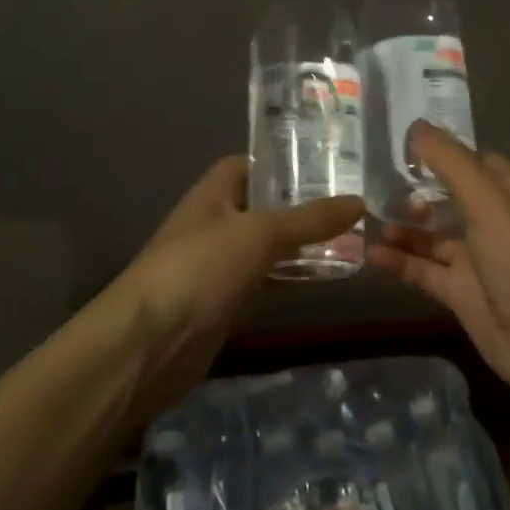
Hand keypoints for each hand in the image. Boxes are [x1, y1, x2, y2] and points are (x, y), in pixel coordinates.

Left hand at [112, 156, 362, 419]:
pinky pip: (266, 283)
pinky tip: (328, 279)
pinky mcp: (226, 305)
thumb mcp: (259, 234)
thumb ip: (309, 219)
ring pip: (268, 249)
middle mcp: (214, 226)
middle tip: (353, 205)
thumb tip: (359, 202)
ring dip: (302, 246)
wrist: (150, 345)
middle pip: (262, 208)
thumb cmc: (200, 270)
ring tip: (354, 239)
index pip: (246, 167)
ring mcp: (219, 268)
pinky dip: (292, 280)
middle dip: (302, 207)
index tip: (325, 166)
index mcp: (212, 195)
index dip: (280, 164)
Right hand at [366, 122, 509, 412]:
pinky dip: (399, 262)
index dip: (441, 150)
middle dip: (413, 190)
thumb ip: (451, 163)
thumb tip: (415, 126)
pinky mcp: (460, 293)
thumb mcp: (488, 203)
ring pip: (431, 236)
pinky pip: (423, 271)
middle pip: (447, 198)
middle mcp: (492, 223)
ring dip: (402, 227)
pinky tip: (370, 254)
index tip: (399, 141)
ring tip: (363, 217)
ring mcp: (475, 260)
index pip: (473, 161)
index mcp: (508, 194)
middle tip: (370, 183)